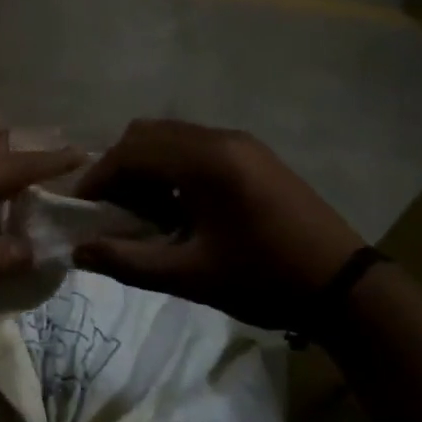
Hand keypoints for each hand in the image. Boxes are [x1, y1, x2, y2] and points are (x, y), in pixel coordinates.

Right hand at [72, 119, 363, 327]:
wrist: (343, 286)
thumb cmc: (264, 279)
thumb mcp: (190, 275)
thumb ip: (128, 261)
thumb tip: (78, 252)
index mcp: (205, 162)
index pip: (130, 152)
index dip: (97, 178)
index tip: (80, 210)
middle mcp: (220, 138)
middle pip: (147, 135)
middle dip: (118, 168)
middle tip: (110, 211)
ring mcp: (241, 143)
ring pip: (171, 137)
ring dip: (145, 166)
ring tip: (142, 212)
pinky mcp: (254, 155)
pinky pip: (195, 146)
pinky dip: (172, 167)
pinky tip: (177, 207)